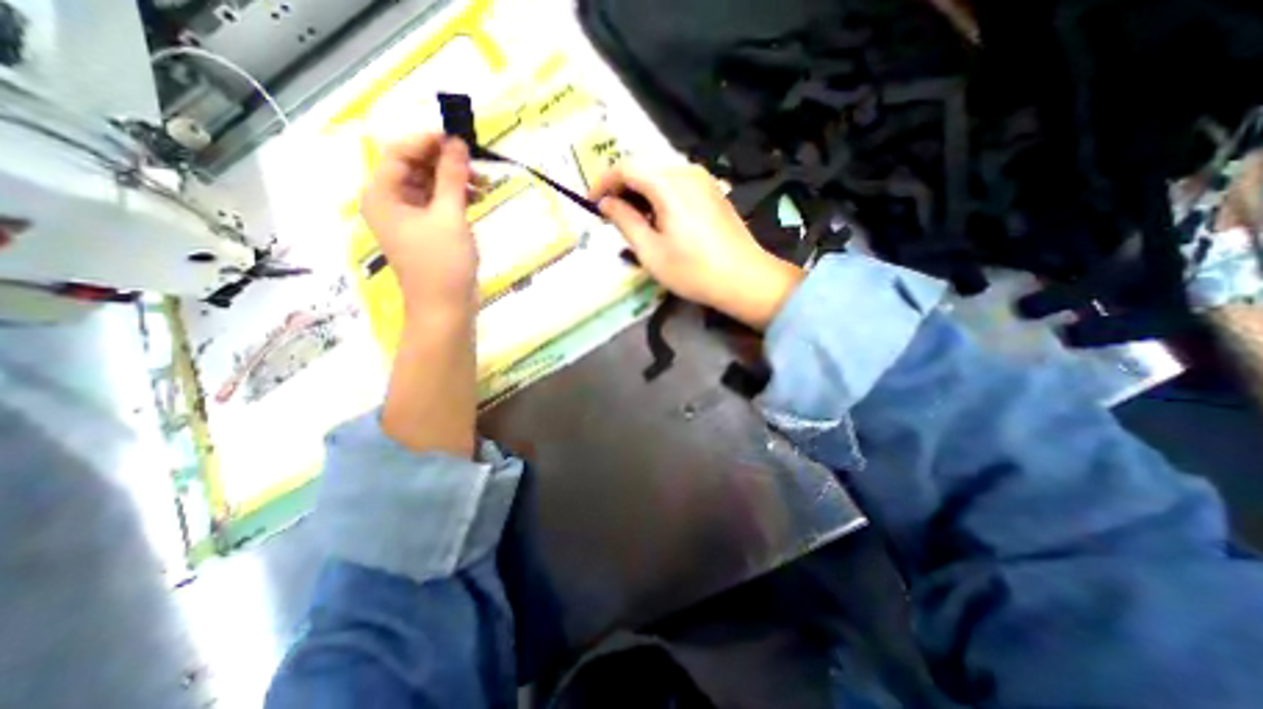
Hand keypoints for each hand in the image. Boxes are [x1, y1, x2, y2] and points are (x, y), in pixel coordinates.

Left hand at [363, 131, 475, 319]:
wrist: (445, 308)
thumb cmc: (443, 263)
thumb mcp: (449, 216)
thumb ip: (452, 177)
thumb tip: (457, 142)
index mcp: (382, 194)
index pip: (400, 151)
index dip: (429, 141)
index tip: (461, 140)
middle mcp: (389, 202)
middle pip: (414, 167)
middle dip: (445, 163)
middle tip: (477, 166)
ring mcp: (407, 218)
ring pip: (428, 185)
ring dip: (454, 181)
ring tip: (483, 186)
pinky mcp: (424, 231)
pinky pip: (436, 204)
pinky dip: (455, 199)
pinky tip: (476, 200)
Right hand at [589, 165, 802, 333]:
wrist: (745, 279)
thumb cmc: (693, 271)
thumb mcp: (650, 252)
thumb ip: (625, 221)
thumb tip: (606, 203)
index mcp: (668, 183)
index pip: (626, 167)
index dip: (603, 182)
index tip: (591, 203)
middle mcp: (687, 171)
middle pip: (644, 166)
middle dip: (621, 186)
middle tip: (610, 214)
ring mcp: (704, 179)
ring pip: (661, 173)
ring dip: (641, 190)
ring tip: (632, 218)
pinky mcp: (713, 190)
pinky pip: (678, 181)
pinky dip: (659, 193)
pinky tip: (658, 216)